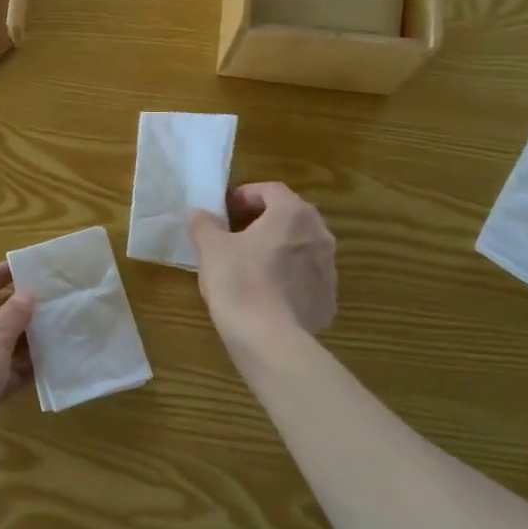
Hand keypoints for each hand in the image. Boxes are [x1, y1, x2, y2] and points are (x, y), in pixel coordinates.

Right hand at [188, 182, 336, 340]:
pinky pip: (307, 279)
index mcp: (292, 214)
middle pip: (291, 216)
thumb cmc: (238, 281)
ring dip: (279, 248)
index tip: (225, 209)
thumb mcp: (210, 248)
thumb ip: (204, 224)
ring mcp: (329, 269)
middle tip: (237, 233)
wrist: (268, 339)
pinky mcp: (328, 300)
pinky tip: (267, 294)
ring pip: (302, 248)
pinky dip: (289, 278)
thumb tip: (198, 213)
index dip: (246, 195)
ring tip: (251, 264)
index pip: (271, 190)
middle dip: (265, 220)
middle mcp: (319, 235)